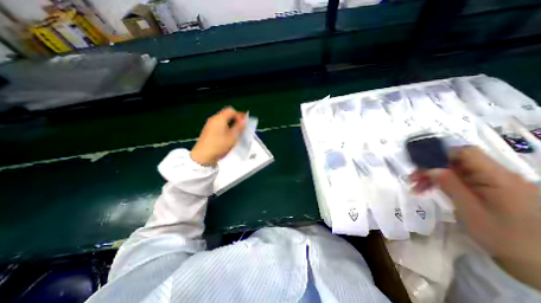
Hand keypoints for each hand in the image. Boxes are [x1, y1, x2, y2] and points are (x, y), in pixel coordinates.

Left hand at [189, 108, 244, 165]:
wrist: (202, 156)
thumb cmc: (219, 146)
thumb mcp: (233, 137)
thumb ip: (239, 127)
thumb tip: (244, 120)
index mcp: (220, 118)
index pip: (232, 111)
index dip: (240, 115)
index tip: (245, 122)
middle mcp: (214, 119)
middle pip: (227, 114)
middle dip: (236, 119)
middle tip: (242, 127)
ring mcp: (210, 124)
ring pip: (223, 119)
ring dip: (231, 123)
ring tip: (237, 131)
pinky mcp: (208, 130)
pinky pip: (219, 124)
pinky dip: (225, 127)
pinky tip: (228, 135)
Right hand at [410, 147, 539, 288]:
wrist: (537, 263)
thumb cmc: (503, 236)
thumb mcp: (470, 209)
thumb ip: (450, 184)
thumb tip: (430, 168)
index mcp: (498, 177)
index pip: (465, 153)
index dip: (440, 154)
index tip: (420, 165)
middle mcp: (498, 175)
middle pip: (457, 162)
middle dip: (432, 168)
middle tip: (413, 179)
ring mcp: (495, 183)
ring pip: (456, 171)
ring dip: (434, 176)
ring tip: (417, 187)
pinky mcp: (491, 191)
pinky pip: (462, 180)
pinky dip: (444, 183)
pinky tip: (431, 190)